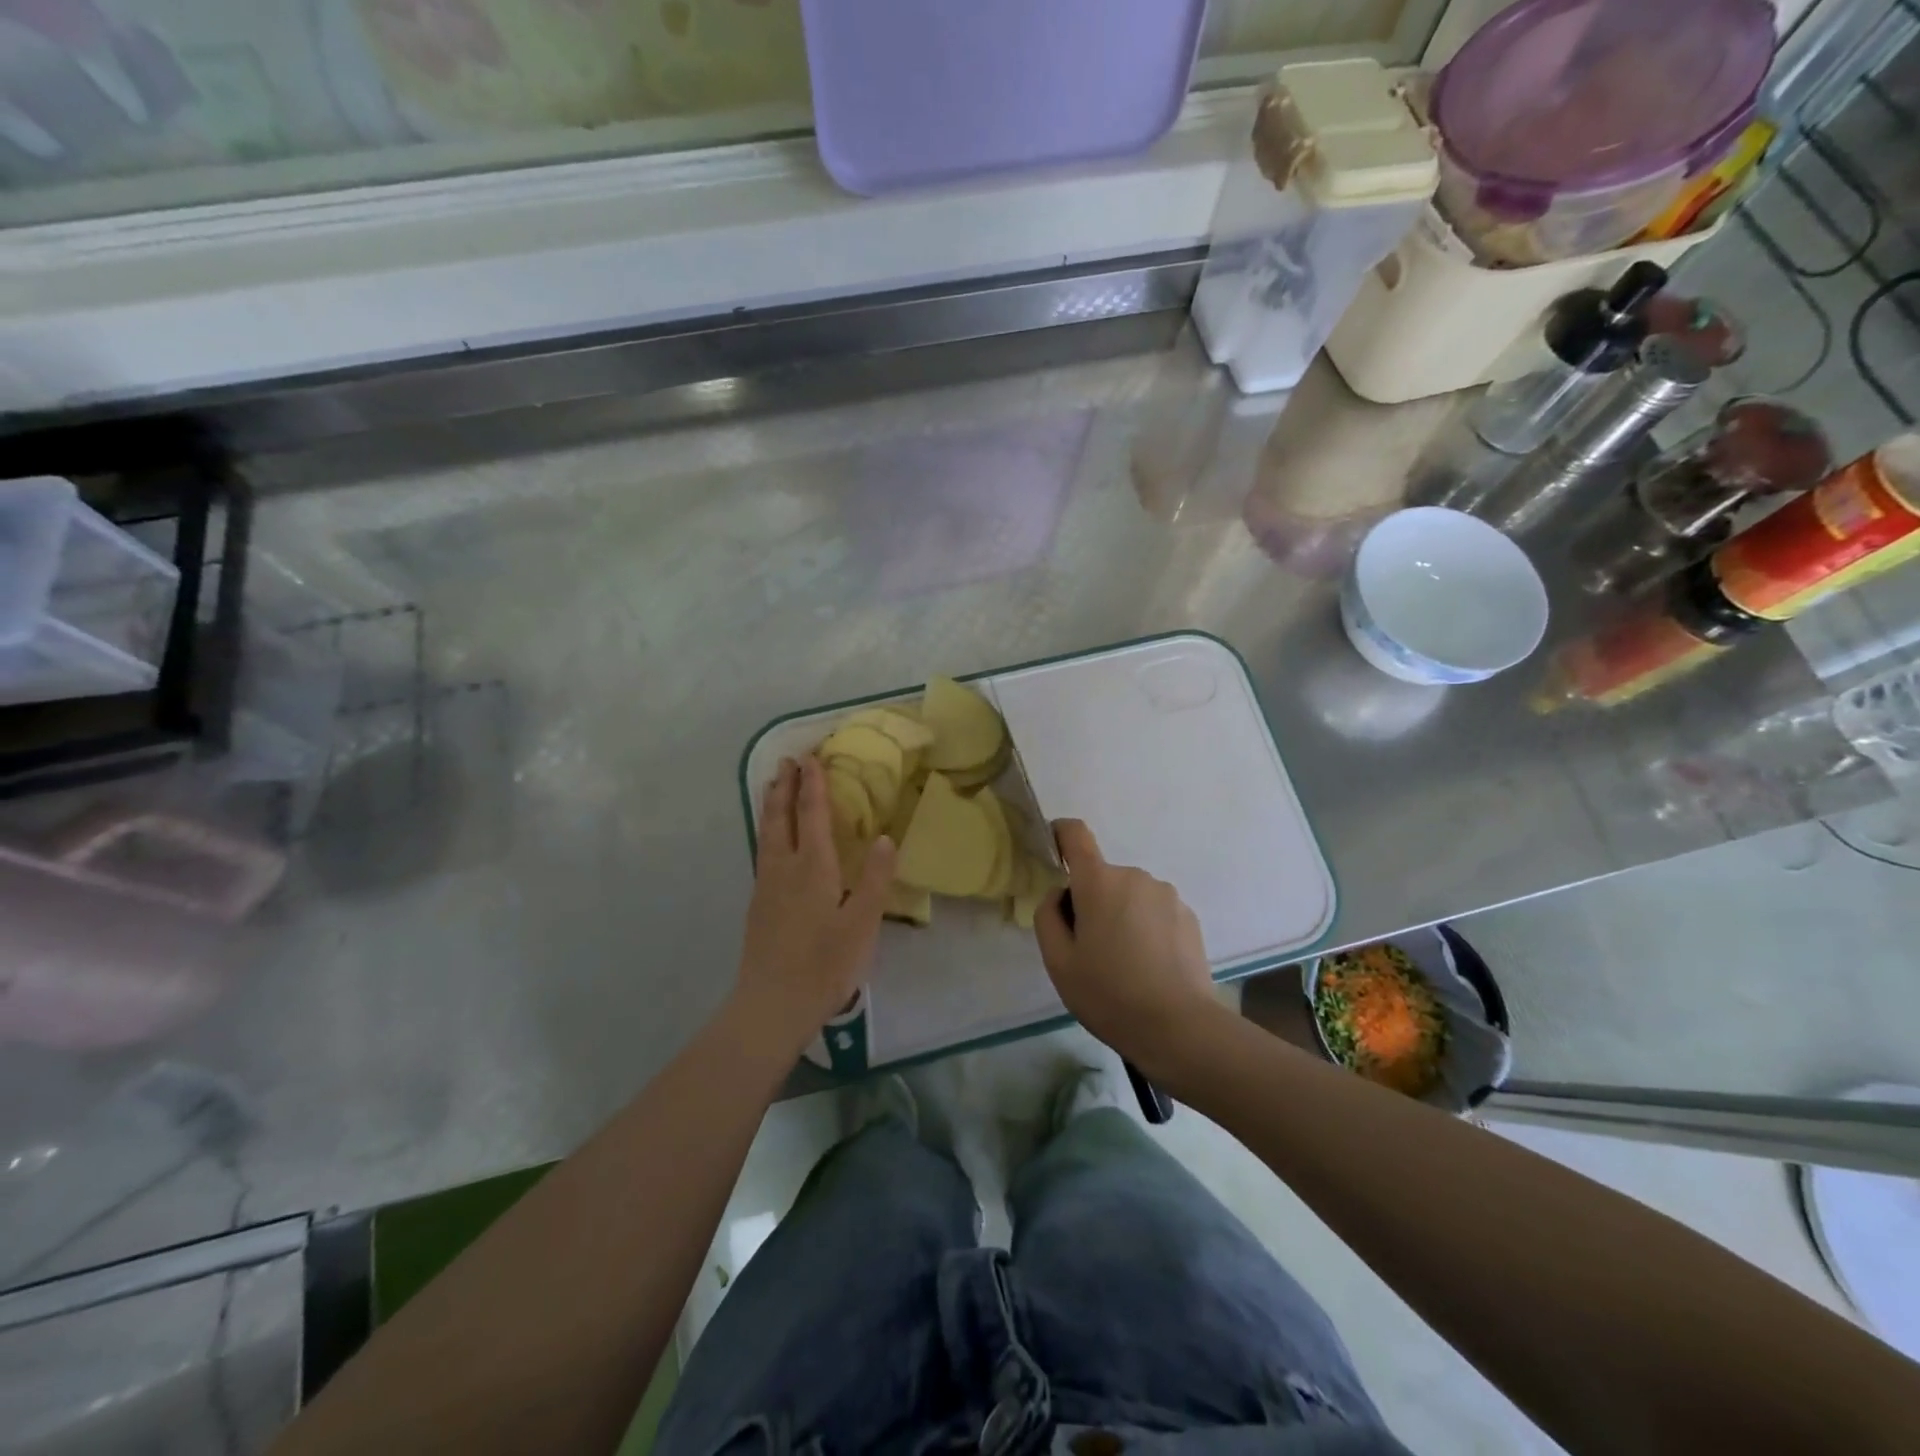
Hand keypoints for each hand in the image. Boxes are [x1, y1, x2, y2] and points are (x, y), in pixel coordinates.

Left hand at [733, 756, 894, 1054]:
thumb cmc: (825, 964)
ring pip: (766, 833)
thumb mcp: (862, 924)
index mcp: (813, 868)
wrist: (772, 1005)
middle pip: (781, 817)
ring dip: (771, 805)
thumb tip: (886, 837)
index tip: (812, 757)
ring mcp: (766, 886)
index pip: (812, 815)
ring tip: (773, 786)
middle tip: (788, 761)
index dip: (813, 785)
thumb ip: (875, 879)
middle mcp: (784, 868)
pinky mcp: (758, 904)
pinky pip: (763, 851)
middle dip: (785, 786)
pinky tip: (771, 840)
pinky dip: (767, 830)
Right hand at [1034, 820, 1222, 1073]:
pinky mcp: (1189, 916)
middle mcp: (1135, 876)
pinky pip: (1154, 911)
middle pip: (1102, 877)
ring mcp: (1167, 895)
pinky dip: (1145, 928)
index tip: (1052, 850)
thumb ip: (1048, 916)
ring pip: (1129, 896)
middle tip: (1089, 949)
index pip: (1075, 834)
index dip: (1060, 834)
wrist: (1179, 1028)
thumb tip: (1060, 895)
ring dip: (1120, 915)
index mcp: (1099, 882)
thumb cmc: (1109, 994)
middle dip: (1091, 901)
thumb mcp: (1058, 962)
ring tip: (1124, 964)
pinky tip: (1149, 967)